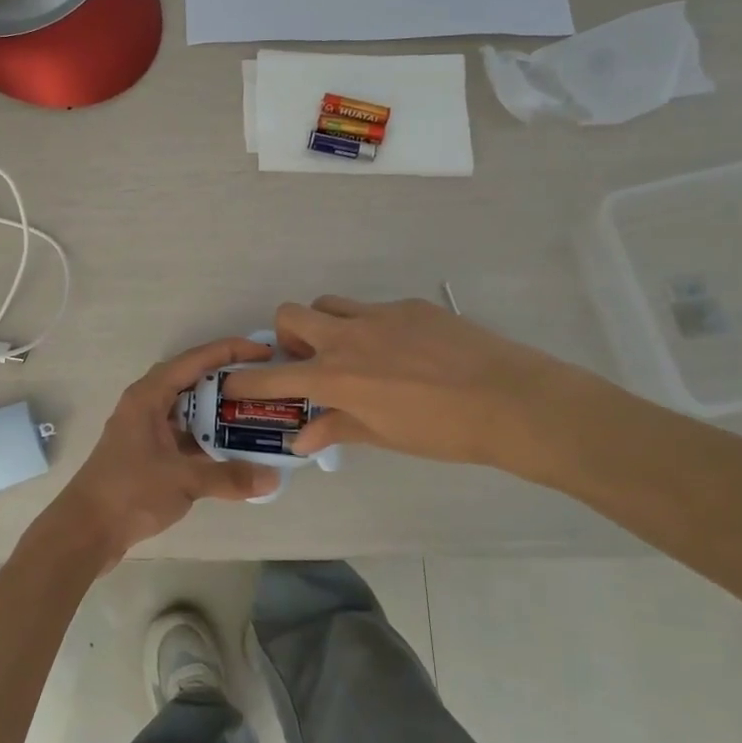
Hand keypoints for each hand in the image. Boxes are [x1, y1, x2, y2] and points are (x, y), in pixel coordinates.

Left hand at [45, 336, 280, 569]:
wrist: (85, 530)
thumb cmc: (129, 492)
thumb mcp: (183, 481)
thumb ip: (229, 477)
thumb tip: (273, 478)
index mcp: (149, 395)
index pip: (195, 360)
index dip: (230, 351)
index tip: (265, 352)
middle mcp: (146, 404)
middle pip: (193, 381)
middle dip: (228, 381)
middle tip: (265, 385)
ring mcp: (145, 429)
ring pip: (189, 410)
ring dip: (218, 411)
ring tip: (256, 414)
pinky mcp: (146, 453)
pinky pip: (184, 433)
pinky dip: (207, 437)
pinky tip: (233, 449)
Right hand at [218, 297, 593, 479]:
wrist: (510, 400)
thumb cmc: (442, 431)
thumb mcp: (384, 435)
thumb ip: (338, 429)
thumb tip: (303, 439)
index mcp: (336, 376)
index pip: (273, 375)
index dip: (245, 380)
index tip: (230, 381)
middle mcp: (348, 337)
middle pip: (290, 314)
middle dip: (286, 334)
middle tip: (308, 360)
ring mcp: (379, 315)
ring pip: (330, 304)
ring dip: (326, 324)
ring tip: (352, 352)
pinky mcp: (409, 305)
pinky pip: (374, 309)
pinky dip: (372, 327)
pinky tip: (404, 352)